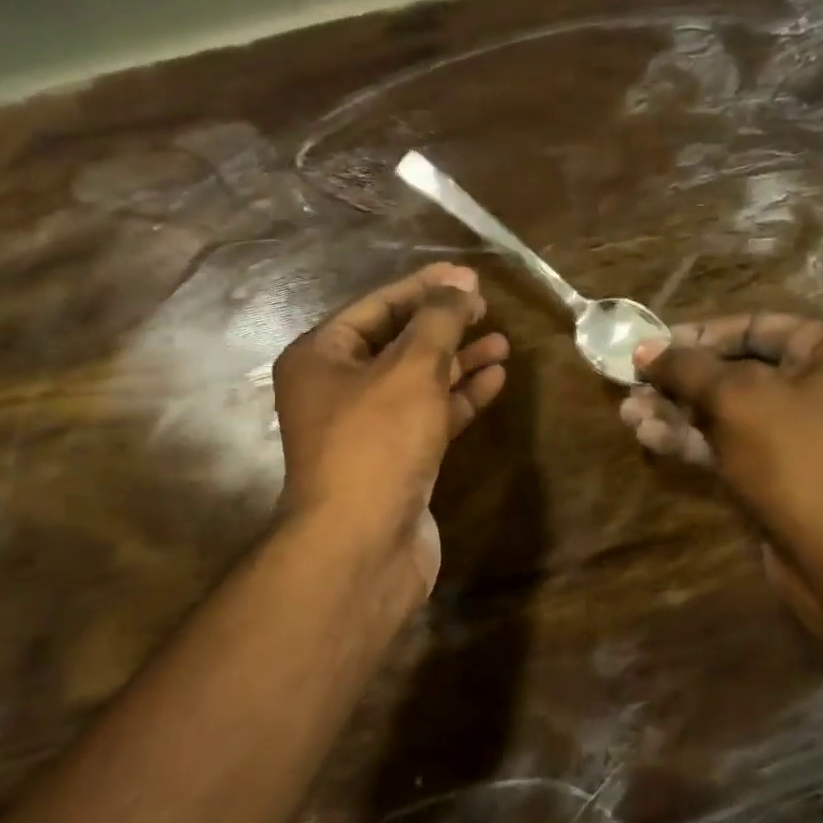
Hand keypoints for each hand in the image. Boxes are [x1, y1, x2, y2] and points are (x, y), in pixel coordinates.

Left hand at [273, 263, 509, 594]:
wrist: (363, 544)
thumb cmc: (377, 443)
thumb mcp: (410, 369)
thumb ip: (438, 320)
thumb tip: (461, 283)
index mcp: (321, 357)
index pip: (376, 306)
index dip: (424, 287)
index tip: (469, 278)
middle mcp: (337, 389)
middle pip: (397, 343)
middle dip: (443, 325)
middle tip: (487, 308)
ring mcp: (367, 429)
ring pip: (417, 382)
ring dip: (458, 362)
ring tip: (502, 341)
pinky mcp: (395, 460)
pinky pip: (429, 416)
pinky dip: (459, 398)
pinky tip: (494, 379)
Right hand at [620, 313, 822, 612]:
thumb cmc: (797, 458)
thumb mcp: (736, 399)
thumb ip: (687, 367)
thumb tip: (644, 348)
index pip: (757, 326)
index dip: (699, 334)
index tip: (652, 346)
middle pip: (739, 370)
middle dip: (681, 380)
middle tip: (632, 383)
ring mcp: (804, 433)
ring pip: (729, 412)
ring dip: (678, 411)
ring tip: (628, 413)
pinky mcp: (783, 471)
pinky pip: (733, 443)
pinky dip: (693, 439)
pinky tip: (649, 435)